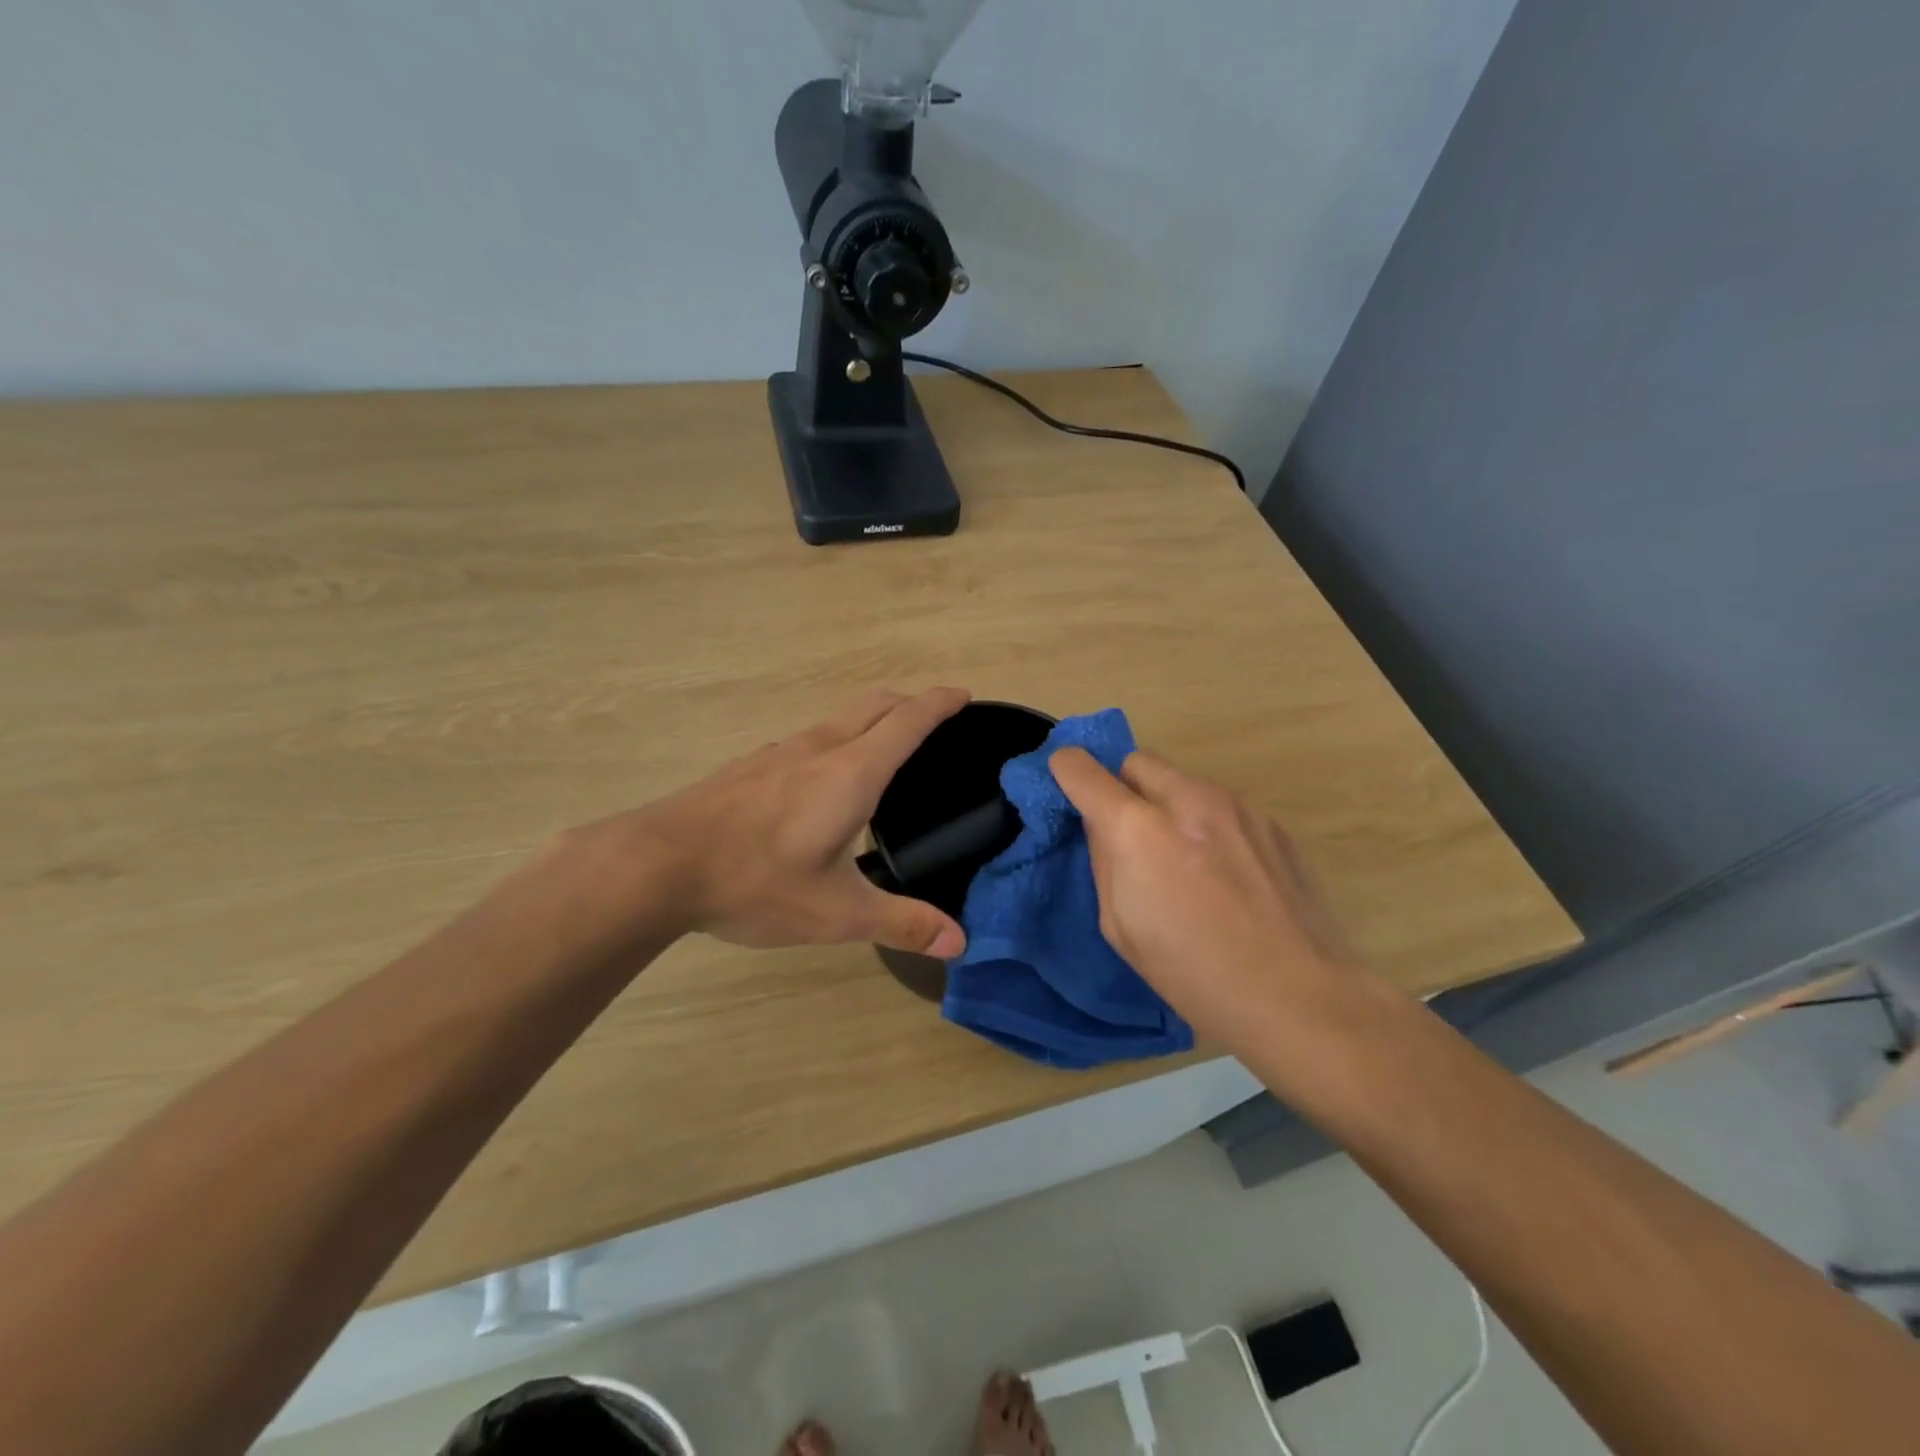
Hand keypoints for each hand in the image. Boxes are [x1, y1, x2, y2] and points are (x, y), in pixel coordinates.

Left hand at [629, 688, 971, 956]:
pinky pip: (808, 739)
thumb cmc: (755, 882)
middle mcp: (818, 749)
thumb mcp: (836, 913)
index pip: (908, 721)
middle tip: (934, 719)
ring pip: (838, 719)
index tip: (964, 695)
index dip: (940, 703)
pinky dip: (836, 741)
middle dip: (910, 702)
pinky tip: (821, 783)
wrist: (656, 865)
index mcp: (851, 773)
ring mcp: (778, 753)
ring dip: (871, 720)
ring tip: (884, 751)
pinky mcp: (749, 767)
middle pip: (874, 705)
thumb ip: (901, 923)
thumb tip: (960, 942)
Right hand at [1049, 746, 1368, 1047]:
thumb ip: (1105, 862)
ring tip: (1185, 859)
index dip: (1067, 771)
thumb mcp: (1120, 927)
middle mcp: (1187, 800)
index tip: (1068, 785)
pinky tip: (1225, 872)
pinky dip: (1207, 823)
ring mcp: (1237, 806)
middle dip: (1122, 786)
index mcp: (1138, 831)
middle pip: (1136, 761)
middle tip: (1129, 832)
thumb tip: (1103, 826)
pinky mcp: (1272, 821)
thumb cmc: (1193, 975)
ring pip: (1182, 781)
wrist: (1299, 996)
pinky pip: (1221, 805)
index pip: (1083, 770)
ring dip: (1168, 804)